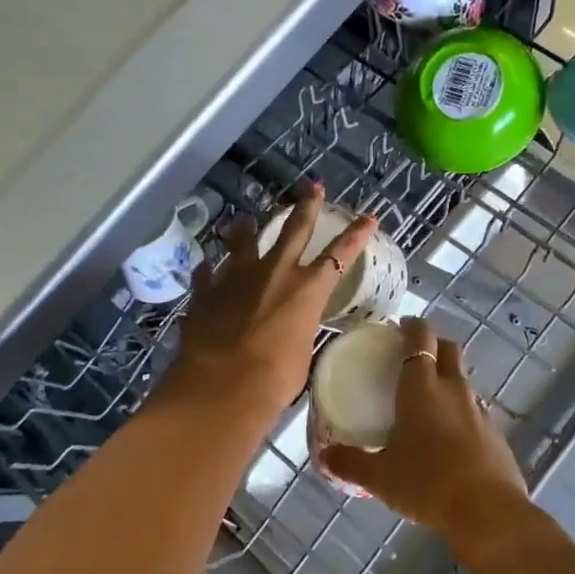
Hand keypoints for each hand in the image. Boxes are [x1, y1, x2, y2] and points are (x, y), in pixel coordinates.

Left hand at [158, 184, 374, 424]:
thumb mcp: (301, 353)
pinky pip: (208, 273)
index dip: (356, 235)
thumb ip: (297, 331)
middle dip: (305, 206)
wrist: (222, 386)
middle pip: (293, 229)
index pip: (340, 254)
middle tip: (311, 187)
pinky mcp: (206, 290)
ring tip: (243, 221)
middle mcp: (274, 272)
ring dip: (245, 229)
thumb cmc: (275, 378)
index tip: (368, 217)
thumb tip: (289, 330)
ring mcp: (236, 277)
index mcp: (307, 288)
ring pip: (242, 241)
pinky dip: (210, 271)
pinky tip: (207, 270)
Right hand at [318, 317, 531, 556]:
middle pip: (449, 349)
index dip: (412, 327)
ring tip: (428, 400)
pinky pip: (474, 410)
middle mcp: (453, 389)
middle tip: (413, 356)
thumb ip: (350, 462)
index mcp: (422, 387)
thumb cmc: (427, 483)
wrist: (487, 512)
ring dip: (448, 379)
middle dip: (434, 344)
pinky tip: (449, 437)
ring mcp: (479, 410)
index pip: (421, 338)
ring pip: (463, 380)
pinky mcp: (495, 434)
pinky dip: (460, 412)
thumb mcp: (380, 477)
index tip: (401, 327)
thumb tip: (323, 456)